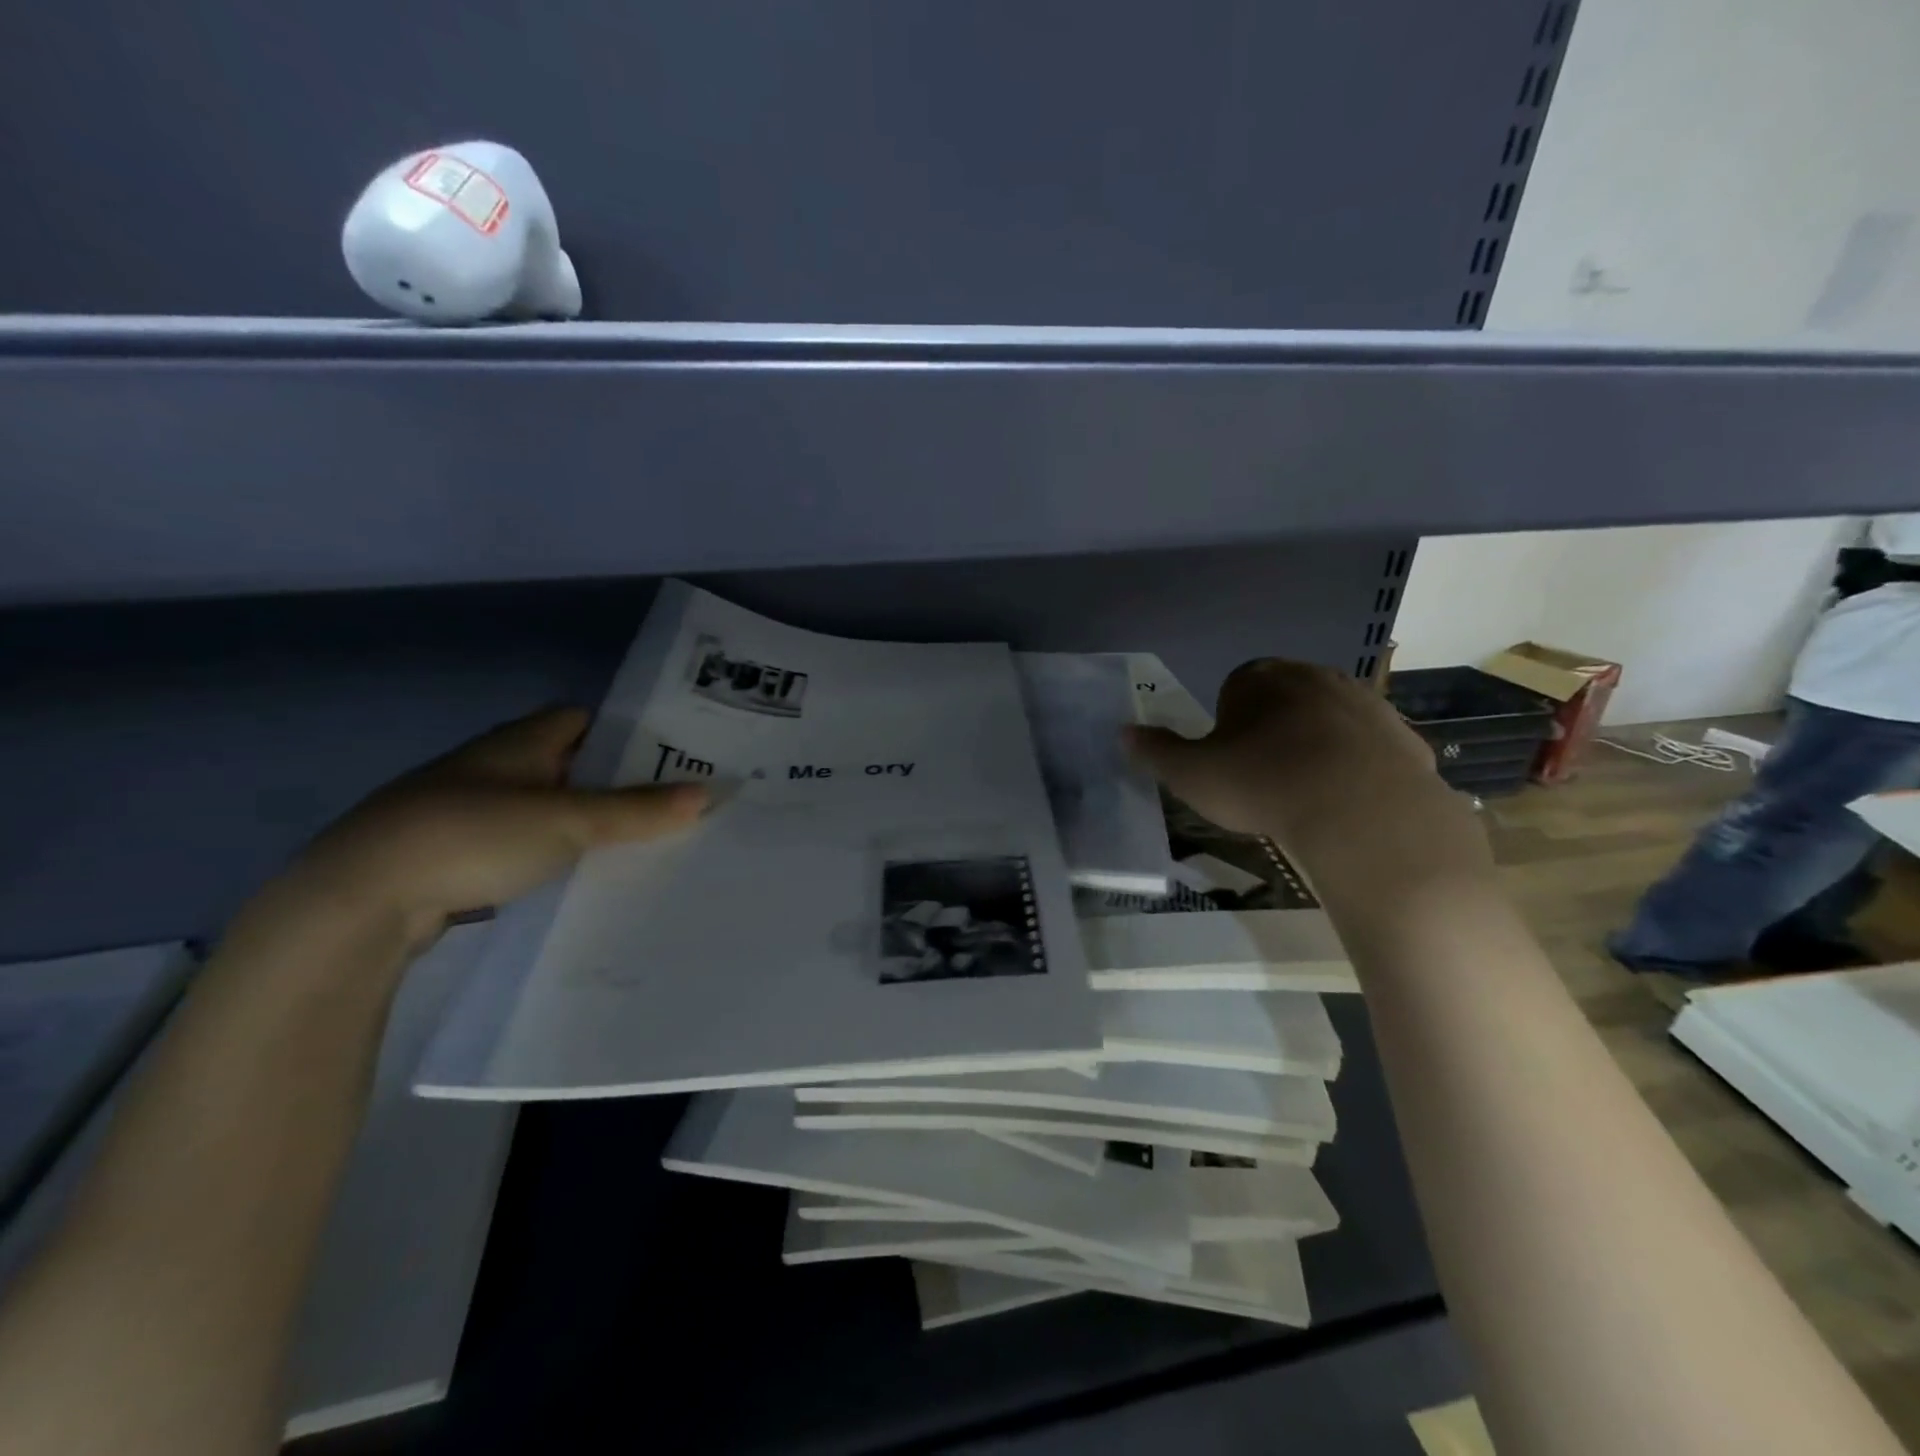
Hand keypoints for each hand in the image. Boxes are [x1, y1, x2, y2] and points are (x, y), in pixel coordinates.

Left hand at [287, 707, 706, 939]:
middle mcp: (496, 767)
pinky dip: (553, 854)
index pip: (585, 719)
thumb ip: (637, 809)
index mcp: (521, 742)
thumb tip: (708, 793)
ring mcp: (471, 811)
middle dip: (618, 782)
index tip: (675, 754)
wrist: (359, 900)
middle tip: (674, 804)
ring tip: (642, 843)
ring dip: (586, 822)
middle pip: (572, 765)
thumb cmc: (471, 835)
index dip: (628, 731)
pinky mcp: (457, 854)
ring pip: (547, 808)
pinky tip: (581, 877)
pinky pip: (524, 844)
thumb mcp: (567, 821)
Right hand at [1126, 659, 1486, 887]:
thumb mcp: (1191, 775)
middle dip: (1272, 732)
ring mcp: (1365, 702)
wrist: (1363, 812)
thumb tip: (1123, 732)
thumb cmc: (1263, 784)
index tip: (1229, 763)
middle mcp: (1314, 676)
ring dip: (1316, 747)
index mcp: (1259, 678)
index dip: (1227, 727)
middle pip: (1283, 701)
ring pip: (1329, 721)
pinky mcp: (1403, 735)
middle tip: (1263, 779)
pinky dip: (1357, 768)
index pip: (1234, 690)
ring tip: (1306, 794)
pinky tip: (1347, 802)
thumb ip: (1156, 752)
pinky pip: (1369, 748)